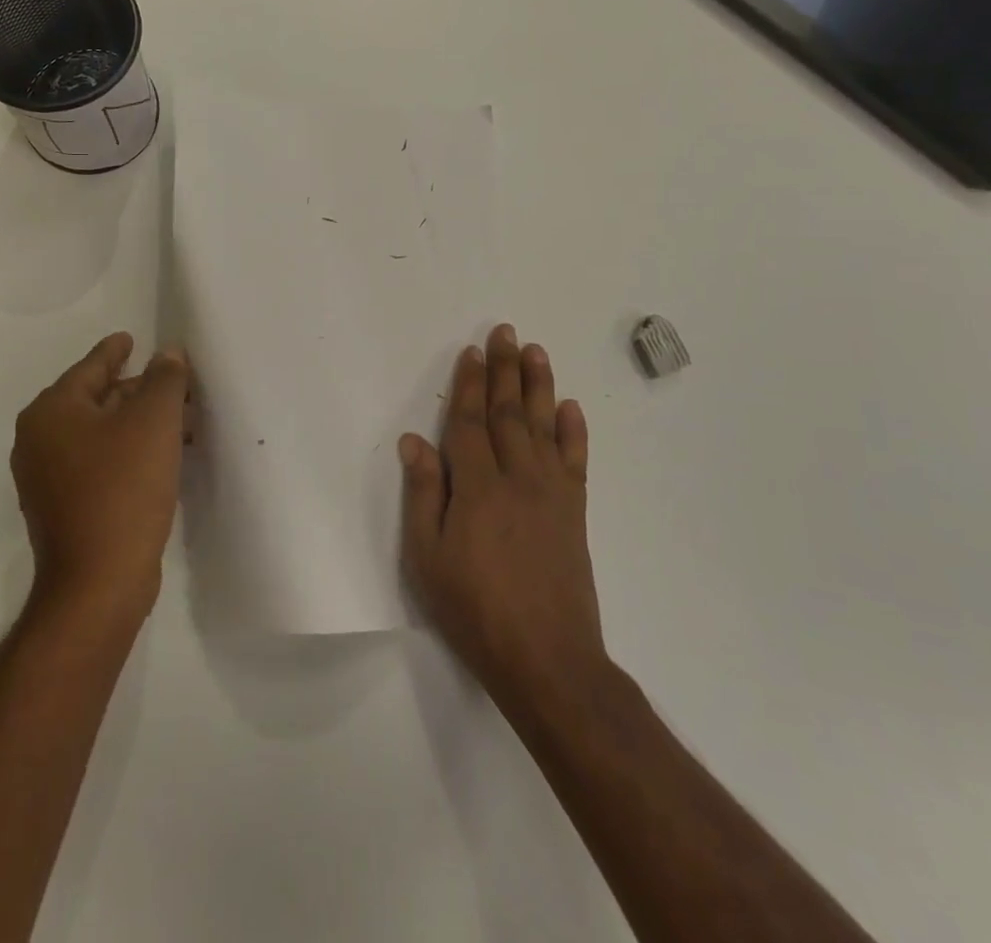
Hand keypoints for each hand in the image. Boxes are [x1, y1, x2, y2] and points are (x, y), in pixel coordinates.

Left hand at [12, 333, 189, 618]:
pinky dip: (130, 452)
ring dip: (140, 424)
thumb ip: (164, 379)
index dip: (114, 350)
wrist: (98, 585)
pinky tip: (163, 458)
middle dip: (139, 391)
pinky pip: (100, 462)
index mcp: (51, 412)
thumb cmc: (123, 490)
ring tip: (183, 423)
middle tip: (177, 386)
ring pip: (102, 434)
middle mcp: (40, 440)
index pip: (90, 367)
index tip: (131, 337)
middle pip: (97, 399)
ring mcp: (48, 478)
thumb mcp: (153, 423)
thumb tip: (168, 353)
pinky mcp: (64, 508)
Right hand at [399, 324, 604, 721]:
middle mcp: (517, 478)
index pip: (471, 422)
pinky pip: (576, 461)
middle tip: (505, 331)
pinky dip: (574, 431)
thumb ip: (423, 495)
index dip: (470, 384)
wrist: (548, 660)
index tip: (472, 351)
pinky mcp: (575, 513)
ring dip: (539, 386)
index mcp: (477, 487)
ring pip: (544, 426)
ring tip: (536, 351)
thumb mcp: (428, 558)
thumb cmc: (475, 609)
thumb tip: (414, 441)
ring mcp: (552, 493)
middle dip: (505, 369)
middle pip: (509, 412)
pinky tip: (572, 408)